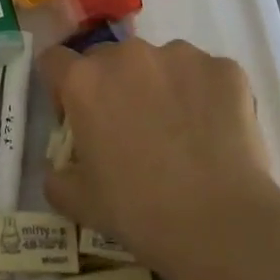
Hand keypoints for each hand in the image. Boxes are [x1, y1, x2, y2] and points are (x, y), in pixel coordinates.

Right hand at [40, 38, 279, 277]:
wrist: (221, 225)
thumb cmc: (139, 212)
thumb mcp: (79, 202)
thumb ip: (57, 176)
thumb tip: (59, 169)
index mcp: (84, 81)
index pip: (55, 61)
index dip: (62, 89)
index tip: (76, 118)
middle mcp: (127, 55)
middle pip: (108, 58)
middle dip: (113, 86)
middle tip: (131, 129)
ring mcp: (179, 56)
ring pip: (159, 63)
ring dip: (160, 86)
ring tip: (180, 132)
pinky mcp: (224, 69)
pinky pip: (206, 75)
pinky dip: (205, 95)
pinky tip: (215, 132)